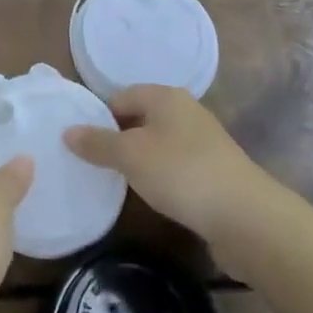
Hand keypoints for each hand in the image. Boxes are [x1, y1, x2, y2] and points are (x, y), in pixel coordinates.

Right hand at [64, 85, 272, 241]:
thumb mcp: (130, 156)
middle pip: (140, 119)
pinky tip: (152, 197)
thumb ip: (97, 143)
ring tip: (118, 184)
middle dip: (118, 140)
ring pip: (158, 144)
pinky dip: (161, 177)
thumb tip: (67, 131)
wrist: (245, 216)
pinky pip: (176, 166)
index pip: (120, 97)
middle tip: (94, 165)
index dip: (99, 118)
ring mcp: (203, 141)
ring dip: (140, 161)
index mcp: (165, 96)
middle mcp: (185, 111)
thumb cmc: (181, 173)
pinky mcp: (214, 170)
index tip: (82, 146)